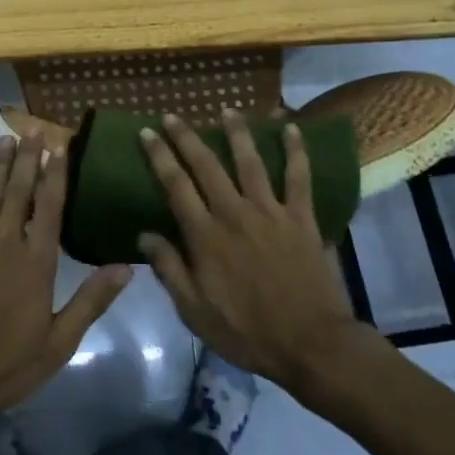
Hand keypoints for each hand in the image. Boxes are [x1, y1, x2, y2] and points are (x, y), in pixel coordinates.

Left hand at [0, 134, 130, 431]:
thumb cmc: (8, 365)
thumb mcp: (59, 342)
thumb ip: (91, 301)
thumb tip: (126, 266)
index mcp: (35, 264)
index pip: (48, 207)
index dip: (55, 175)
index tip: (59, 146)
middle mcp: (3, 245)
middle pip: (17, 192)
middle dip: (26, 159)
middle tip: (32, 129)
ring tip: (5, 139)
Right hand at [137, 110, 360, 394]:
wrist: (310, 344)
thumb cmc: (247, 333)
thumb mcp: (195, 312)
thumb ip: (170, 270)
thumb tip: (144, 235)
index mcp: (205, 236)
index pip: (175, 186)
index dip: (159, 156)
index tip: (147, 132)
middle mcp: (234, 213)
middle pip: (207, 165)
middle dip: (187, 137)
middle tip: (173, 115)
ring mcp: (271, 212)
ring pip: (250, 162)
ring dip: (237, 133)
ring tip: (228, 110)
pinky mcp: (301, 218)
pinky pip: (299, 178)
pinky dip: (296, 151)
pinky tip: (292, 129)